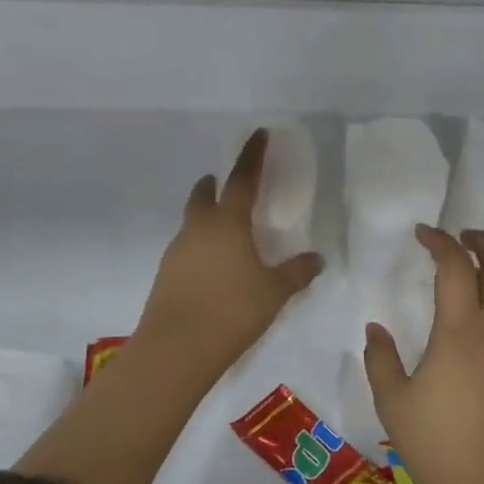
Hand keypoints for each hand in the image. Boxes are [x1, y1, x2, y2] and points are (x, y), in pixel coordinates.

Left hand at [135, 129, 322, 377]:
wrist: (176, 349)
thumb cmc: (232, 311)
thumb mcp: (274, 292)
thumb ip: (296, 272)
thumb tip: (317, 258)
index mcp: (227, 223)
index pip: (242, 180)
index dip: (253, 156)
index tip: (259, 134)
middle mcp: (198, 230)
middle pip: (203, 196)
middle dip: (214, 185)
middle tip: (223, 181)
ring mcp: (177, 252)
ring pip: (191, 223)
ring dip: (205, 216)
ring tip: (224, 229)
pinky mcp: (166, 275)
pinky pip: (186, 248)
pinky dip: (199, 246)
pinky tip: (212, 266)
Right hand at [364, 226, 483, 483]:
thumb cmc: (436, 445)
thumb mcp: (393, 402)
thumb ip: (381, 359)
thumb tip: (376, 328)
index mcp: (461, 332)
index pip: (456, 266)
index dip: (440, 242)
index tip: (422, 233)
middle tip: (460, 235)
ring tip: (456, 286)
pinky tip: (464, 341)